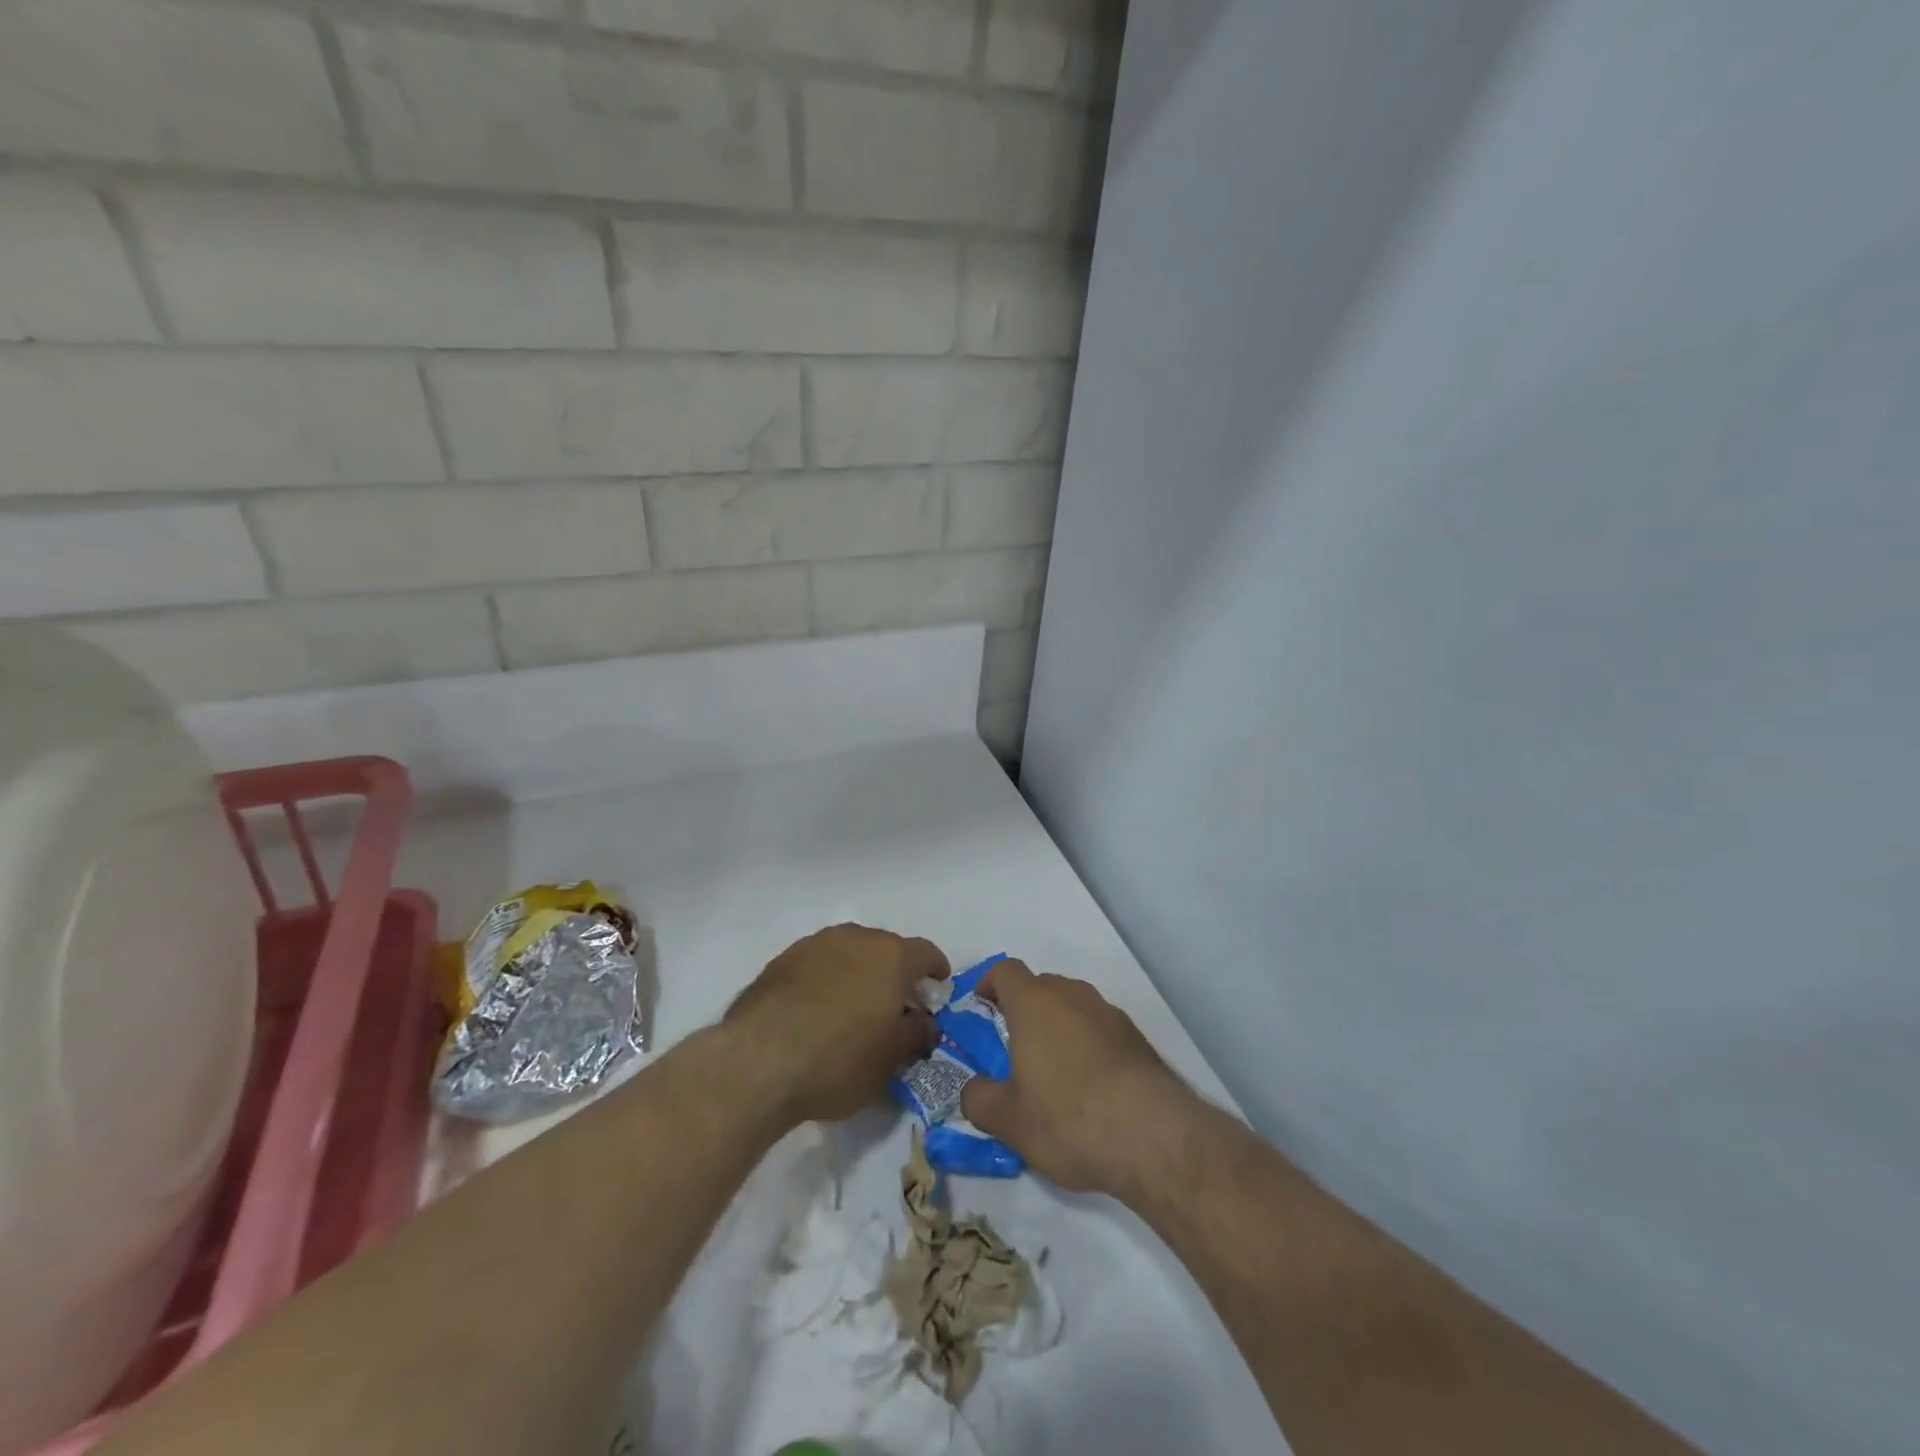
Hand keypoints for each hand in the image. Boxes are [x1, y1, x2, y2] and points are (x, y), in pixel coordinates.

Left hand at [726, 924, 947, 1125]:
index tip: (938, 986)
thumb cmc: (838, 1060)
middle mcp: (855, 938)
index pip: (925, 952)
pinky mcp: (781, 961)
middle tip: (896, 1005)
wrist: (758, 1061)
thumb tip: (925, 1024)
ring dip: (858, 974)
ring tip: (855, 1008)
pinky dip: (826, 981)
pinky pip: (817, 965)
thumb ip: (914, 1035)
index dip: (935, 969)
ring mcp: (814, 945)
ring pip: (848, 953)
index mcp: (890, 956)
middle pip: (885, 949)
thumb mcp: (889, 1060)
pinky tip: (818, 1011)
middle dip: (895, 973)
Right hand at [960, 960, 1190, 1195]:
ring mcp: (1109, 1014)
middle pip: (1041, 986)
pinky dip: (1087, 1044)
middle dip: (1023, 1009)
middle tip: (1013, 1049)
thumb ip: (979, 1099)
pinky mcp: (1137, 1038)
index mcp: (1034, 1004)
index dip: (989, 983)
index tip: (981, 1008)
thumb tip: (973, 1089)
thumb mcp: (1009, 1121)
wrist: (1155, 1137)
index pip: (1006, 970)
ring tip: (1053, 1072)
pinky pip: (1099, 1028)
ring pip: (1073, 1006)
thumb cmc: (1069, 1119)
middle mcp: (1072, 996)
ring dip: (1058, 1026)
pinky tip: (1090, 1087)